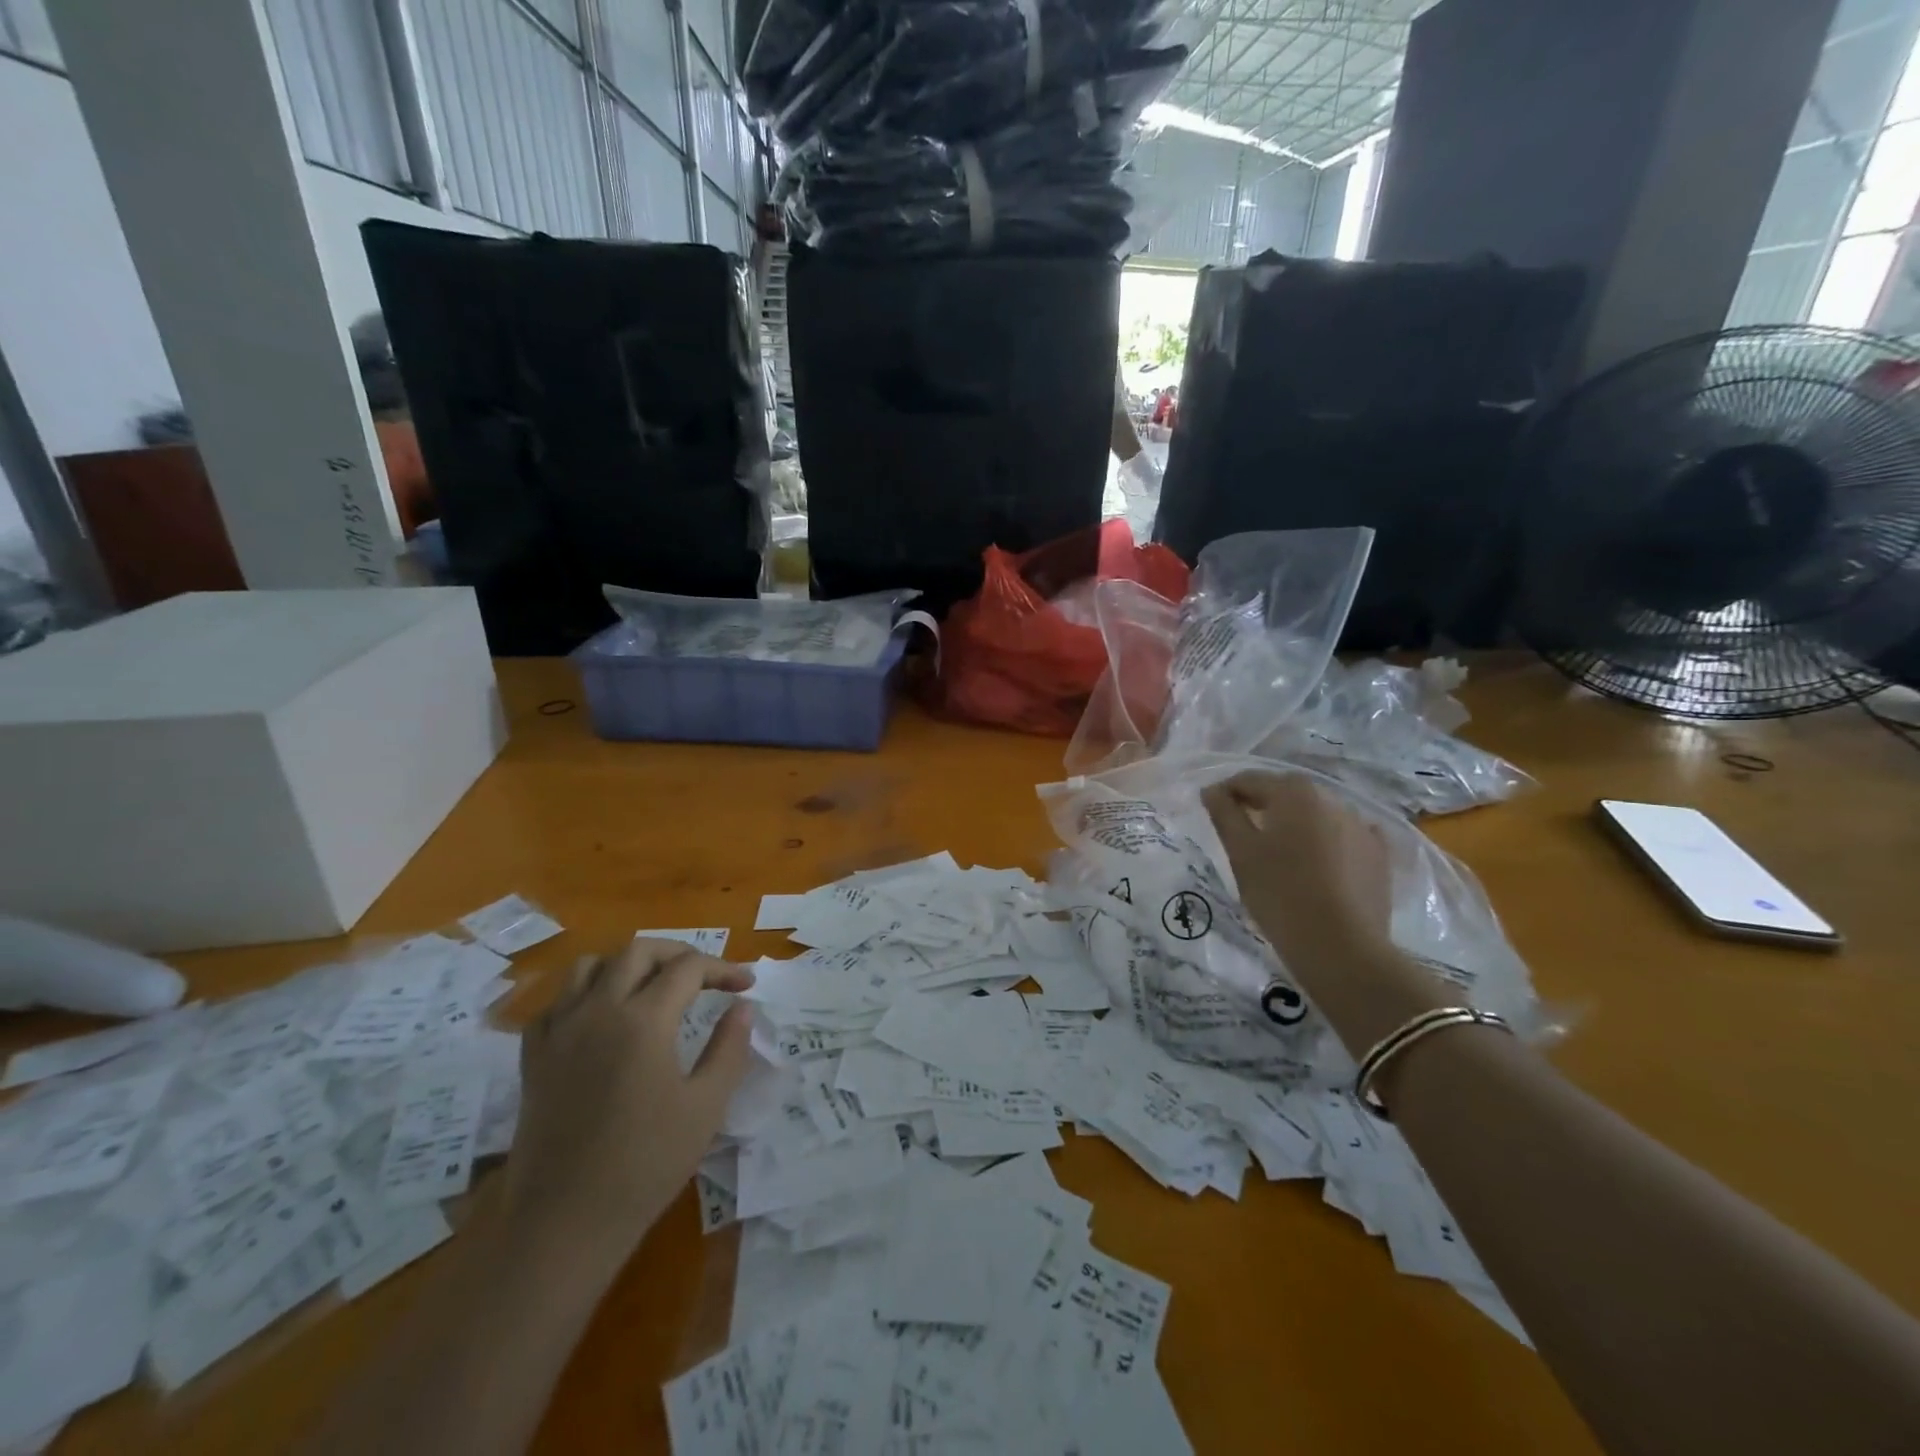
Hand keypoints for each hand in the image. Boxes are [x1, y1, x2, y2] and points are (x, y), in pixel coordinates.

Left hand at [500, 939, 753, 1258]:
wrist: (565, 1222)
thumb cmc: (646, 1164)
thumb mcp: (706, 1105)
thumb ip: (729, 1047)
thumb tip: (743, 1007)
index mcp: (644, 1020)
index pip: (689, 968)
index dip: (723, 969)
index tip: (746, 985)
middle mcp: (598, 1010)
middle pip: (639, 951)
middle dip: (678, 953)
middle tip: (705, 976)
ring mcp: (559, 1031)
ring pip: (591, 966)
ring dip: (628, 964)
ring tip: (652, 985)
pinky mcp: (534, 1056)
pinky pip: (557, 1002)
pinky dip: (584, 994)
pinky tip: (602, 1017)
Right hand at [1205, 772, 1450, 1053]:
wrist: (1340, 946)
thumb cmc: (1279, 893)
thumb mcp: (1241, 852)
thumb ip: (1224, 814)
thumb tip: (1212, 791)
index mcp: (1294, 792)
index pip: (1250, 780)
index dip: (1226, 792)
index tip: (1211, 809)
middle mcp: (1331, 799)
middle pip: (1286, 794)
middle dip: (1262, 805)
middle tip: (1241, 831)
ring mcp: (1361, 826)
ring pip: (1316, 815)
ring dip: (1295, 824)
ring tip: (1279, 851)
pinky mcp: (1379, 855)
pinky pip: (1345, 837)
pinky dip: (1327, 841)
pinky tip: (1318, 861)